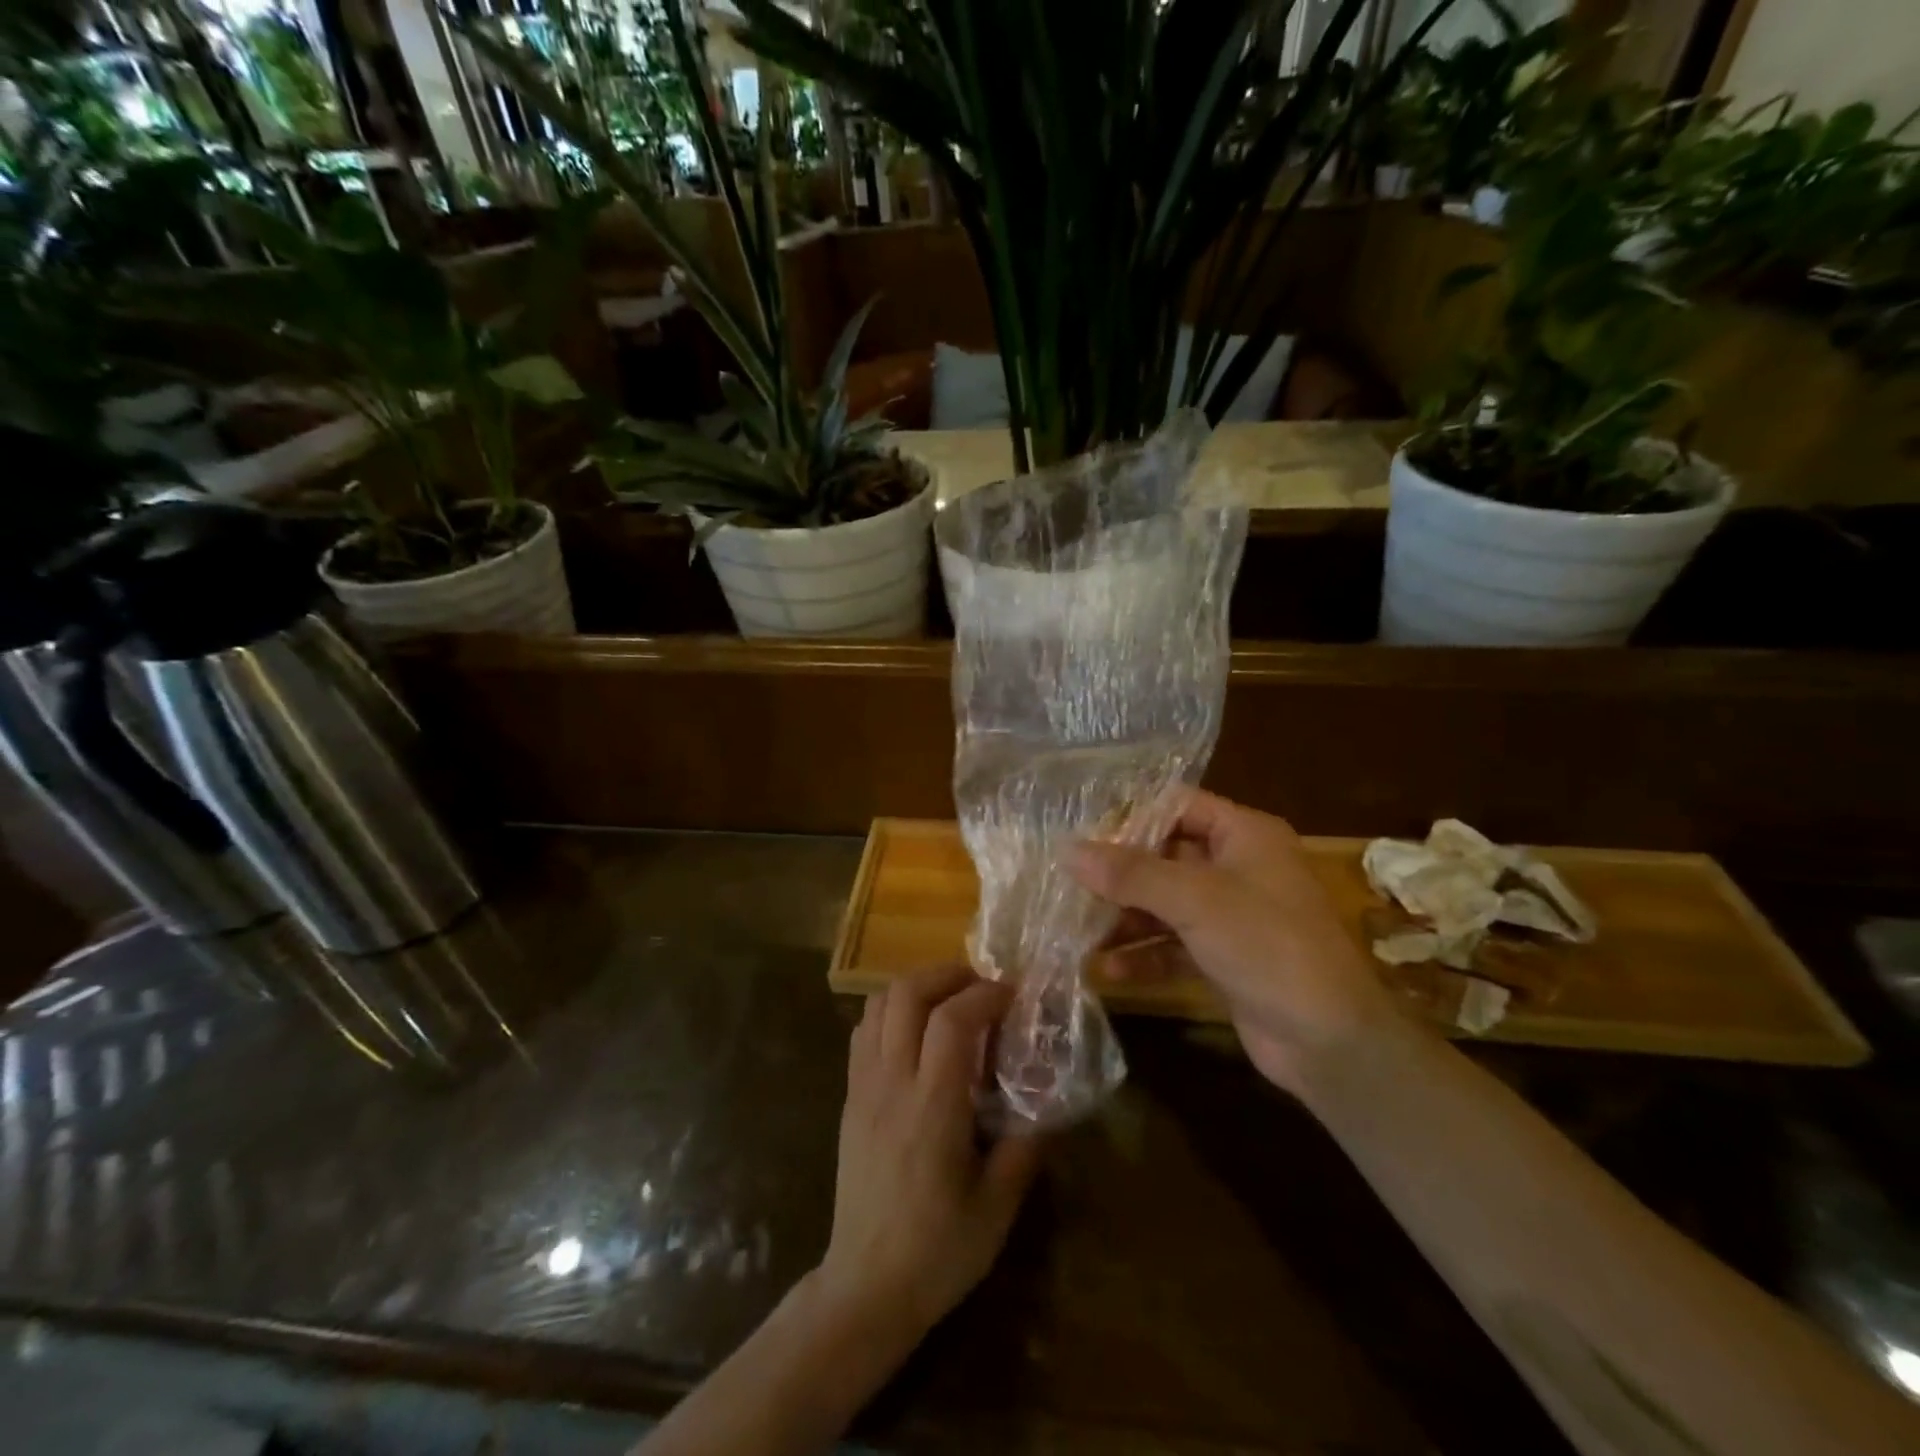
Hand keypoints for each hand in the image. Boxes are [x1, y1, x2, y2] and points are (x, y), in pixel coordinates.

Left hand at [813, 964, 1042, 1352]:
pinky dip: (890, 1010)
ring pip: (878, 1004)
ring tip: (950, 1000)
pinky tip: (916, 1031)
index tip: (1012, 994)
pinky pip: (863, 1030)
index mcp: (932, 1108)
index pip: (951, 1021)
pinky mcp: (849, 1096)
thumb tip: (1048, 1106)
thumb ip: (1025, 1148)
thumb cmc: (937, 1252)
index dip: (984, 994)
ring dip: (916, 986)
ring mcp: (863, 1087)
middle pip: (906, 994)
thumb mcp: (997, 1208)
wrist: (865, 1288)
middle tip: (980, 985)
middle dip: (947, 974)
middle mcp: (892, 1084)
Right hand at [1069, 789, 1395, 1095]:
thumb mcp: (1195, 899)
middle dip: (1119, 874)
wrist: (1330, 1041)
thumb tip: (1068, 851)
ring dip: (1125, 918)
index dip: (1131, 817)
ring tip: (1077, 929)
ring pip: (1165, 904)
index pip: (1177, 807)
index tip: (1082, 834)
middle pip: (1165, 856)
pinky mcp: (1225, 958)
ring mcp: (1232, 915)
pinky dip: (1143, 955)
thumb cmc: (1267, 945)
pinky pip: (1173, 945)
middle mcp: (1239, 867)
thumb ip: (1130, 873)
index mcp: (1244, 835)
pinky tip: (1105, 970)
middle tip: (1069, 884)